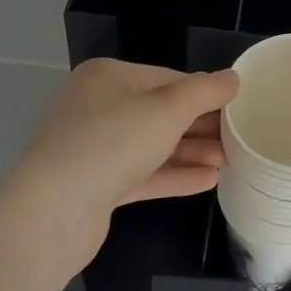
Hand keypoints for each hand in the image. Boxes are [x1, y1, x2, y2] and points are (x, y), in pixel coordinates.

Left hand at [12, 58, 237, 262]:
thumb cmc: (112, 143)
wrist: (52, 214)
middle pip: (161, 112)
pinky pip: (142, 174)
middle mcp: (97, 107)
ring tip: (229, 161)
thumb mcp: (168, 109)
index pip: (168, 78)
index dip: (205, 92)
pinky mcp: (95, 186)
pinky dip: (174, 175)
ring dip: (191, 152)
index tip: (238, 107)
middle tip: (239, 137)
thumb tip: (232, 78)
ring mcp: (94, 148)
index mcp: (108, 77)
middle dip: (200, 125)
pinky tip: (208, 181)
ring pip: (153, 145)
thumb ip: (205, 91)